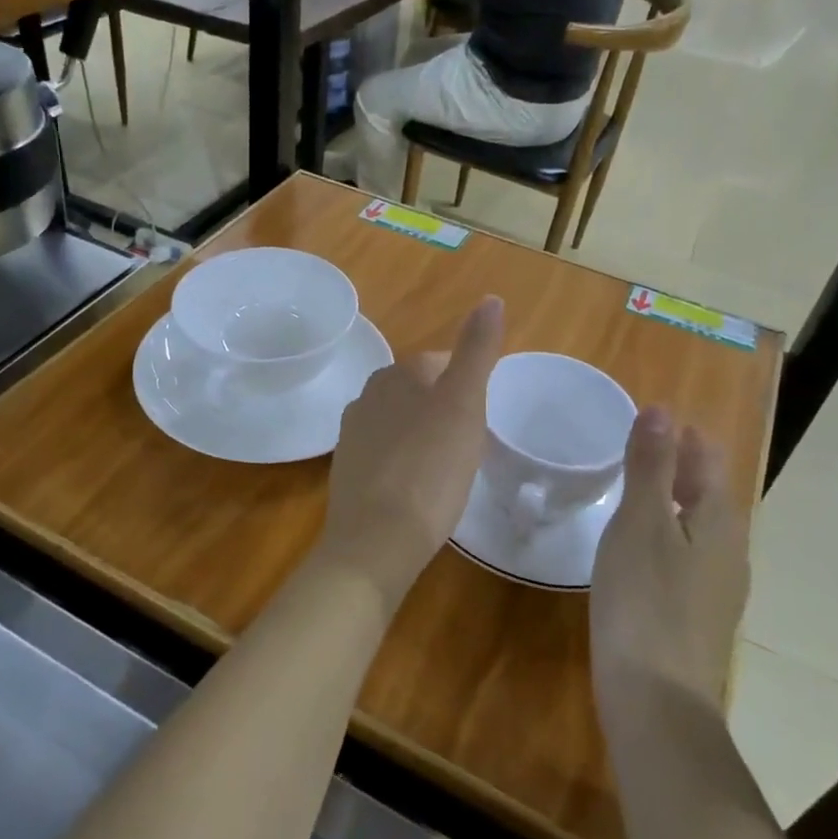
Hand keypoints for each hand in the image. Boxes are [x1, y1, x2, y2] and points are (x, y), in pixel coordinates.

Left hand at [310, 297, 504, 610]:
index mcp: (398, 375)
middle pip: (419, 392)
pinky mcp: (347, 469)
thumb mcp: (464, 406)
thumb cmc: (430, 469)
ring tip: (447, 469)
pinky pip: (385, 452)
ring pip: (400, 421)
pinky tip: (417, 488)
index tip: (482, 420)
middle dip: (444, 410)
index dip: (467, 388)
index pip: (441, 363)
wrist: (376, 540)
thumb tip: (491, 298)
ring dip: (424, 435)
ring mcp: (353, 433)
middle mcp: (368, 395)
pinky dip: (404, 461)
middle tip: (469, 447)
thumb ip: (476, 352)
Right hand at [590, 408, 747, 713]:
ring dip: (671, 500)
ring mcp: (719, 587)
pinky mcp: (699, 614)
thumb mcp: (639, 523)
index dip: (682, 435)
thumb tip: (661, 409)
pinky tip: (640, 548)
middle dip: (678, 465)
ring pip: (698, 526)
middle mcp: (730, 550)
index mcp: (720, 520)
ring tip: (633, 489)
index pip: (708, 459)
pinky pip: (688, 556)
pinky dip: (667, 535)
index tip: (647, 419)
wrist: (657, 700)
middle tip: (635, 446)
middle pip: (707, 492)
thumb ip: (650, 466)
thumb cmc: (644, 600)